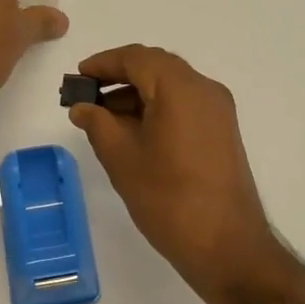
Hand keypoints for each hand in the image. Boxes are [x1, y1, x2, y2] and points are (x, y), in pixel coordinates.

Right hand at [69, 45, 274, 287]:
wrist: (226, 245)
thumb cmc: (168, 198)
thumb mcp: (121, 158)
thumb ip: (97, 124)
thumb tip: (82, 107)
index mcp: (180, 87)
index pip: (136, 58)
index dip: (103, 63)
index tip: (78, 77)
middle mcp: (205, 89)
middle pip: (156, 67)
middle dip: (119, 77)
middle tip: (87, 96)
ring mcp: (218, 111)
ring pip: (171, 86)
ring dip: (137, 94)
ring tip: (103, 118)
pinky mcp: (222, 132)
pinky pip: (184, 105)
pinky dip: (157, 108)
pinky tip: (133, 132)